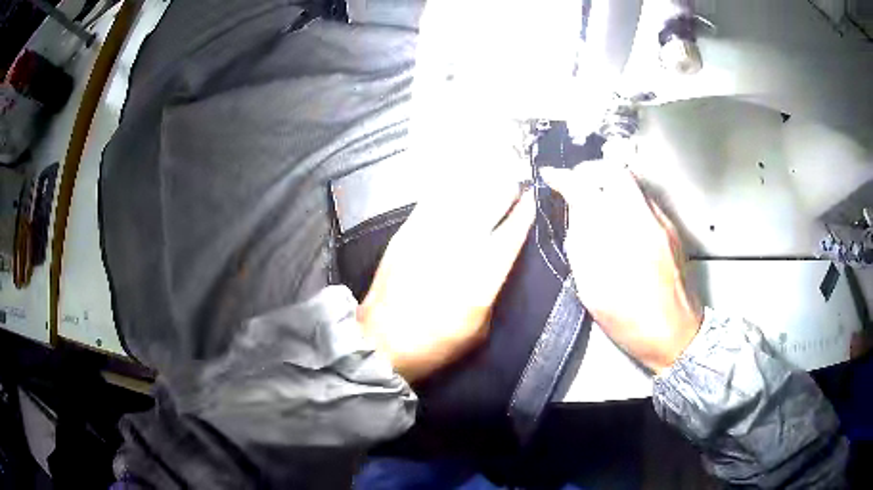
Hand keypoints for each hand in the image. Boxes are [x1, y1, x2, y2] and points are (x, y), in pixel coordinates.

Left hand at [358, 179, 534, 381]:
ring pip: (461, 197)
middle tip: (513, 180)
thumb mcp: (479, 329)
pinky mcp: (406, 233)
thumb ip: (492, 290)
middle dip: (504, 189)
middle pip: (488, 206)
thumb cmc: (436, 344)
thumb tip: (497, 261)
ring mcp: (429, 237)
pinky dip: (449, 188)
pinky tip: (458, 181)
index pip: (510, 235)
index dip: (524, 213)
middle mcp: (458, 250)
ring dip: (480, 183)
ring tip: (491, 173)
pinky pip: (432, 200)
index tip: (531, 198)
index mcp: (481, 279)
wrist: (382, 342)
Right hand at [541, 163, 701, 373]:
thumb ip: (581, 247)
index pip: (587, 190)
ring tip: (596, 202)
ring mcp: (662, 223)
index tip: (552, 177)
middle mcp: (644, 222)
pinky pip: (644, 198)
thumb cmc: (631, 323)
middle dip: (590, 171)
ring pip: (632, 183)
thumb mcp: (594, 292)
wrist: (677, 334)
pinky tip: (620, 221)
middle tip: (576, 184)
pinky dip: (625, 198)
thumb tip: (574, 213)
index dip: (565, 178)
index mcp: (619, 242)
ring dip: (608, 184)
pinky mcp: (672, 228)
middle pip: (614, 172)